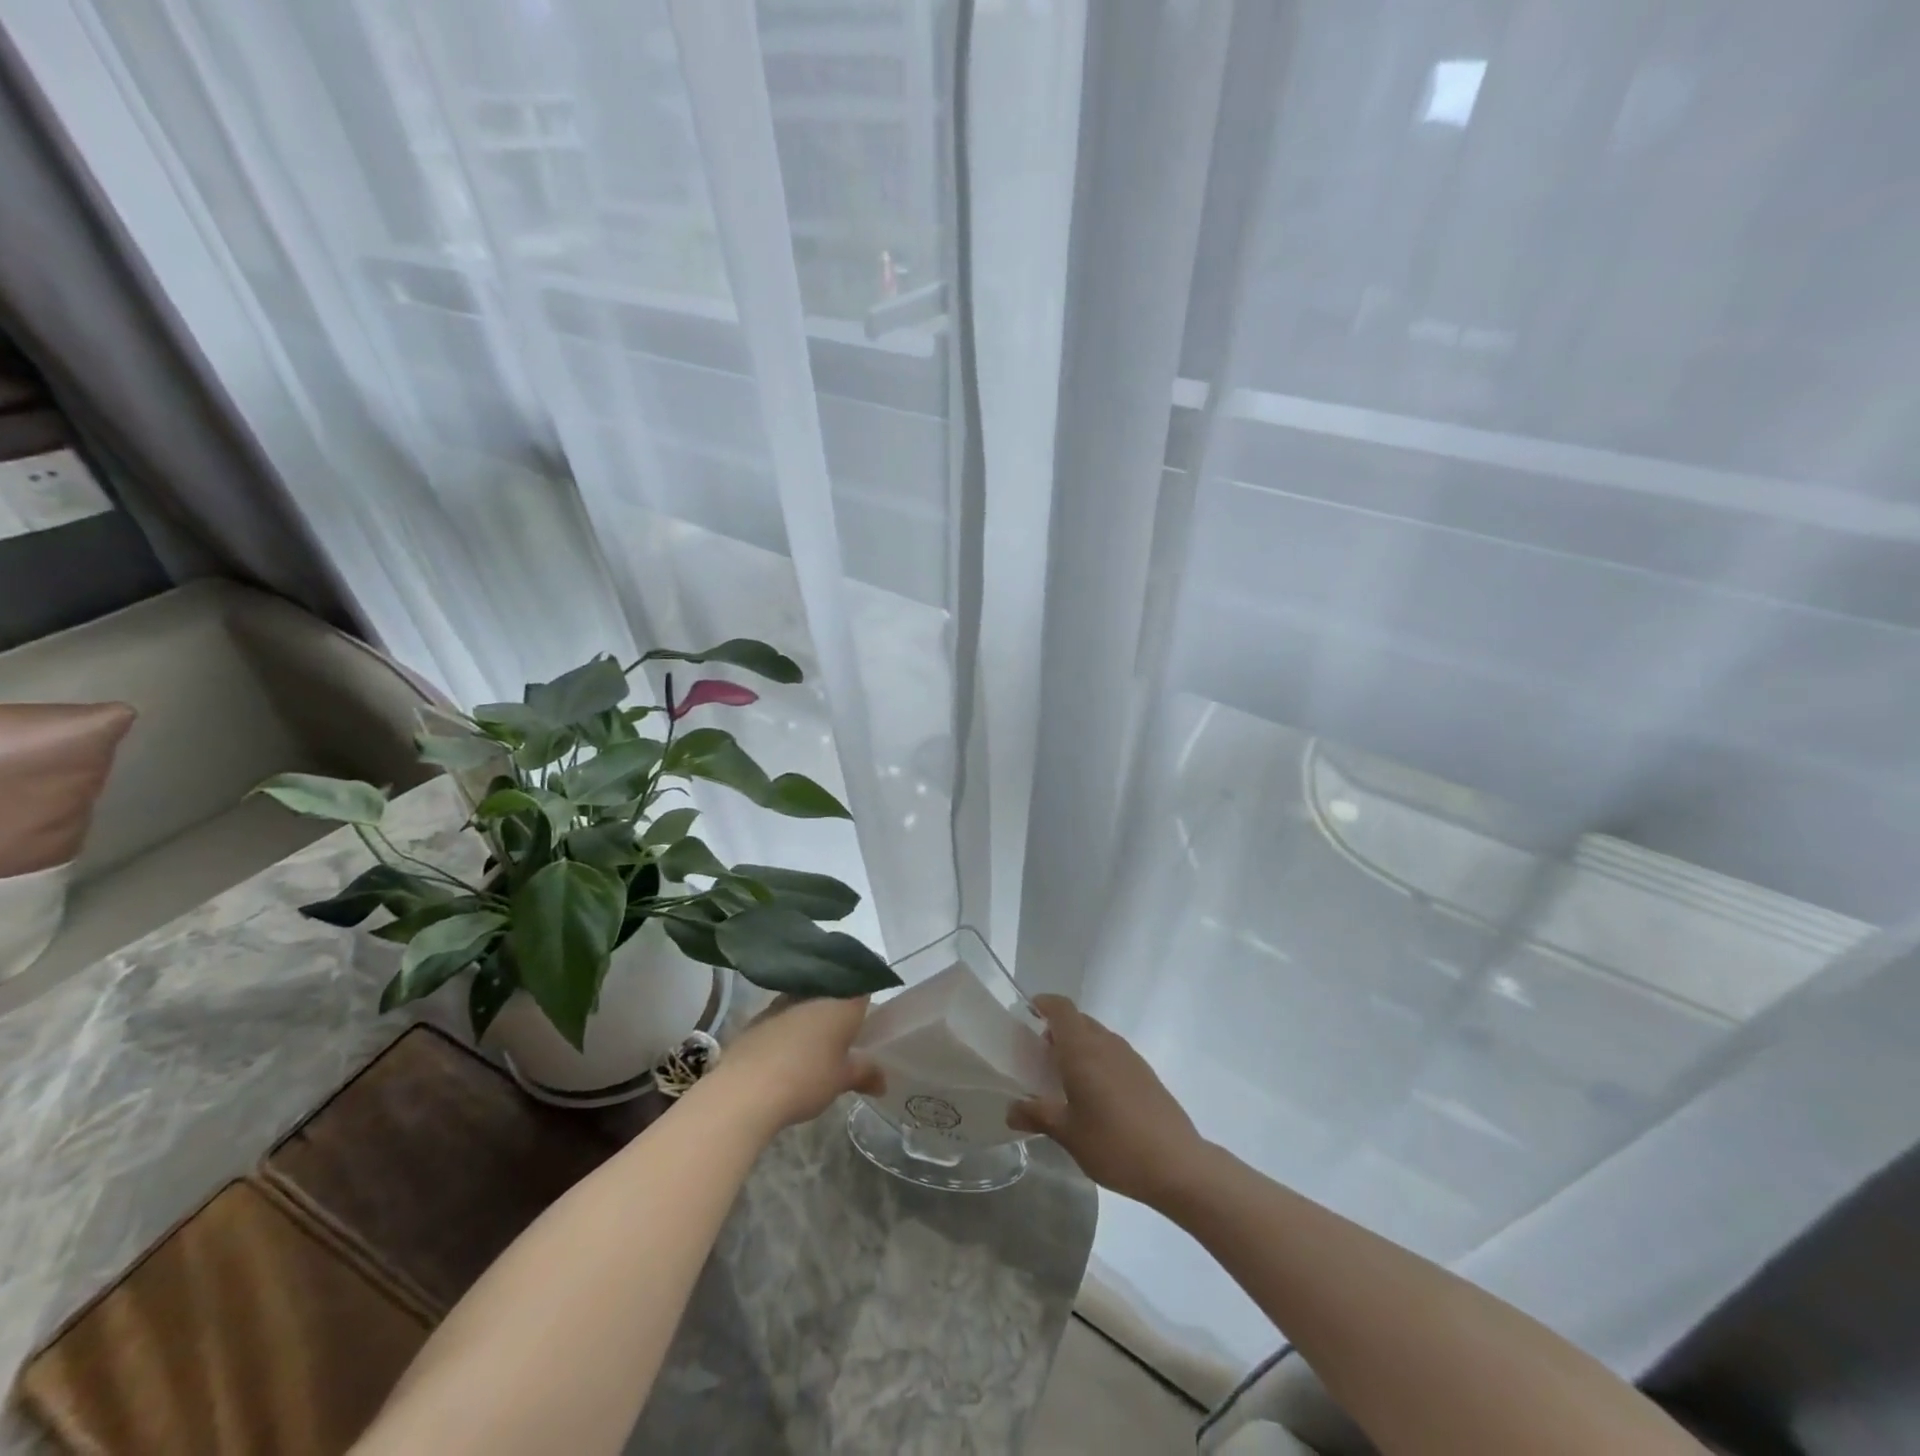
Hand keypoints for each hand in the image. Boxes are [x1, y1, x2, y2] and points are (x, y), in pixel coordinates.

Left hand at [706, 994, 883, 1134]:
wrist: (746, 1089)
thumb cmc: (806, 1078)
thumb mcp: (841, 1080)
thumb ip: (865, 1073)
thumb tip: (883, 1081)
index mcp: (842, 1001)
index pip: (863, 984)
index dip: (868, 995)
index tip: (868, 1013)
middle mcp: (814, 992)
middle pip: (834, 989)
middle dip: (839, 1005)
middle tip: (846, 1030)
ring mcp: (783, 1001)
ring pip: (806, 999)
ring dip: (812, 1014)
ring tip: (817, 1041)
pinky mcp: (759, 1016)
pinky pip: (783, 1013)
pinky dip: (790, 1025)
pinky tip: (788, 1049)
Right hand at [1008, 996, 1205, 1208]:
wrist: (1177, 1164)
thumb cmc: (1114, 1144)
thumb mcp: (1068, 1134)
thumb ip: (1037, 1115)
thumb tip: (1010, 1110)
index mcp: (1083, 1050)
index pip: (1062, 1009)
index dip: (1043, 1003)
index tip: (1027, 1012)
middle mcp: (1106, 1044)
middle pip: (1079, 1020)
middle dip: (1057, 1030)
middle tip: (1039, 1055)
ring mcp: (1130, 1057)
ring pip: (1098, 1037)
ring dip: (1079, 1046)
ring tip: (1064, 1078)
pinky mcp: (1146, 1074)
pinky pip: (1113, 1054)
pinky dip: (1097, 1060)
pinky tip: (1094, 1095)